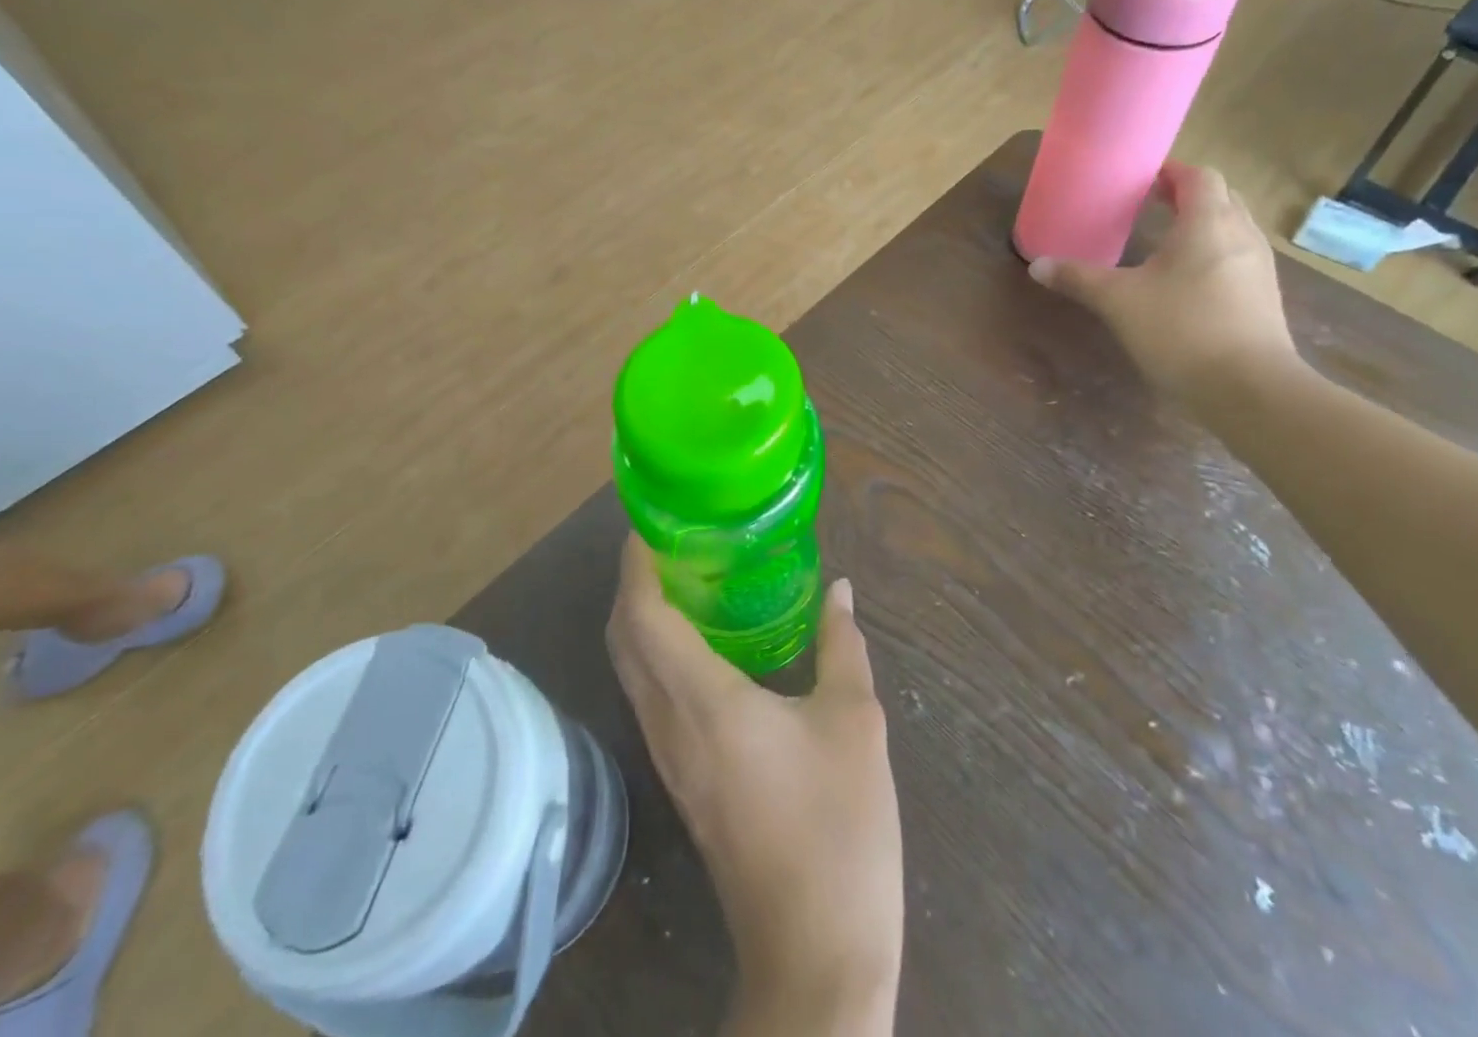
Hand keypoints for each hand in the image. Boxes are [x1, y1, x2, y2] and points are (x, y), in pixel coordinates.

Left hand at [607, 535, 901, 1035]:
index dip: (636, 565)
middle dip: (633, 584)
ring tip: (685, 579)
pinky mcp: (681, 781)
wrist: (816, 953)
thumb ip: (841, 645)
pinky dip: (657, 655)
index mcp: (704, 701)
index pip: (642, 617)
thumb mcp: (854, 723)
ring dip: (641, 619)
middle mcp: (670, 724)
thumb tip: (839, 588)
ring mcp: (669, 758)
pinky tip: (702, 644)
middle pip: (623, 639)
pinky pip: (650, 698)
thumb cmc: (838, 828)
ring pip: (631, 671)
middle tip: (672, 543)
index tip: (652, 524)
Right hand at [1027, 162, 1300, 410]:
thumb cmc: (1181, 330)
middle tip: (1150, 204)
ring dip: (1202, 224)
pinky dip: (1211, 253)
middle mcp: (1241, 235)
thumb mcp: (1118, 302)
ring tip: (1164, 239)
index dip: (1171, 171)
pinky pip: (1236, 257)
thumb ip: (1079, 279)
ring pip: (1232, 228)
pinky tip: (1185, 280)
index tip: (1142, 178)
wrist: (1248, 389)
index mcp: (1208, 223)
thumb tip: (1037, 265)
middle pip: (1220, 197)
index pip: (1198, 177)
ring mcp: (1258, 267)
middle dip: (1186, 195)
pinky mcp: (1263, 297)